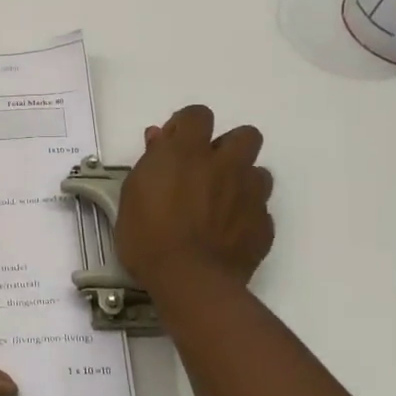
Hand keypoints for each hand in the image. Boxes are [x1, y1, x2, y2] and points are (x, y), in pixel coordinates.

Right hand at [115, 105, 273, 293]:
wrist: (188, 281)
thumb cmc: (147, 235)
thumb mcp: (132, 193)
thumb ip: (151, 161)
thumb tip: (160, 138)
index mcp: (189, 152)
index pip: (198, 115)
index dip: (186, 125)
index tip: (173, 145)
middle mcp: (226, 165)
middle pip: (245, 135)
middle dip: (228, 147)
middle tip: (206, 170)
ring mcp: (250, 195)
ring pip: (259, 173)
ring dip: (241, 181)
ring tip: (220, 204)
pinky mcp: (263, 225)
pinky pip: (260, 210)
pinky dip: (246, 216)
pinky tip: (227, 233)